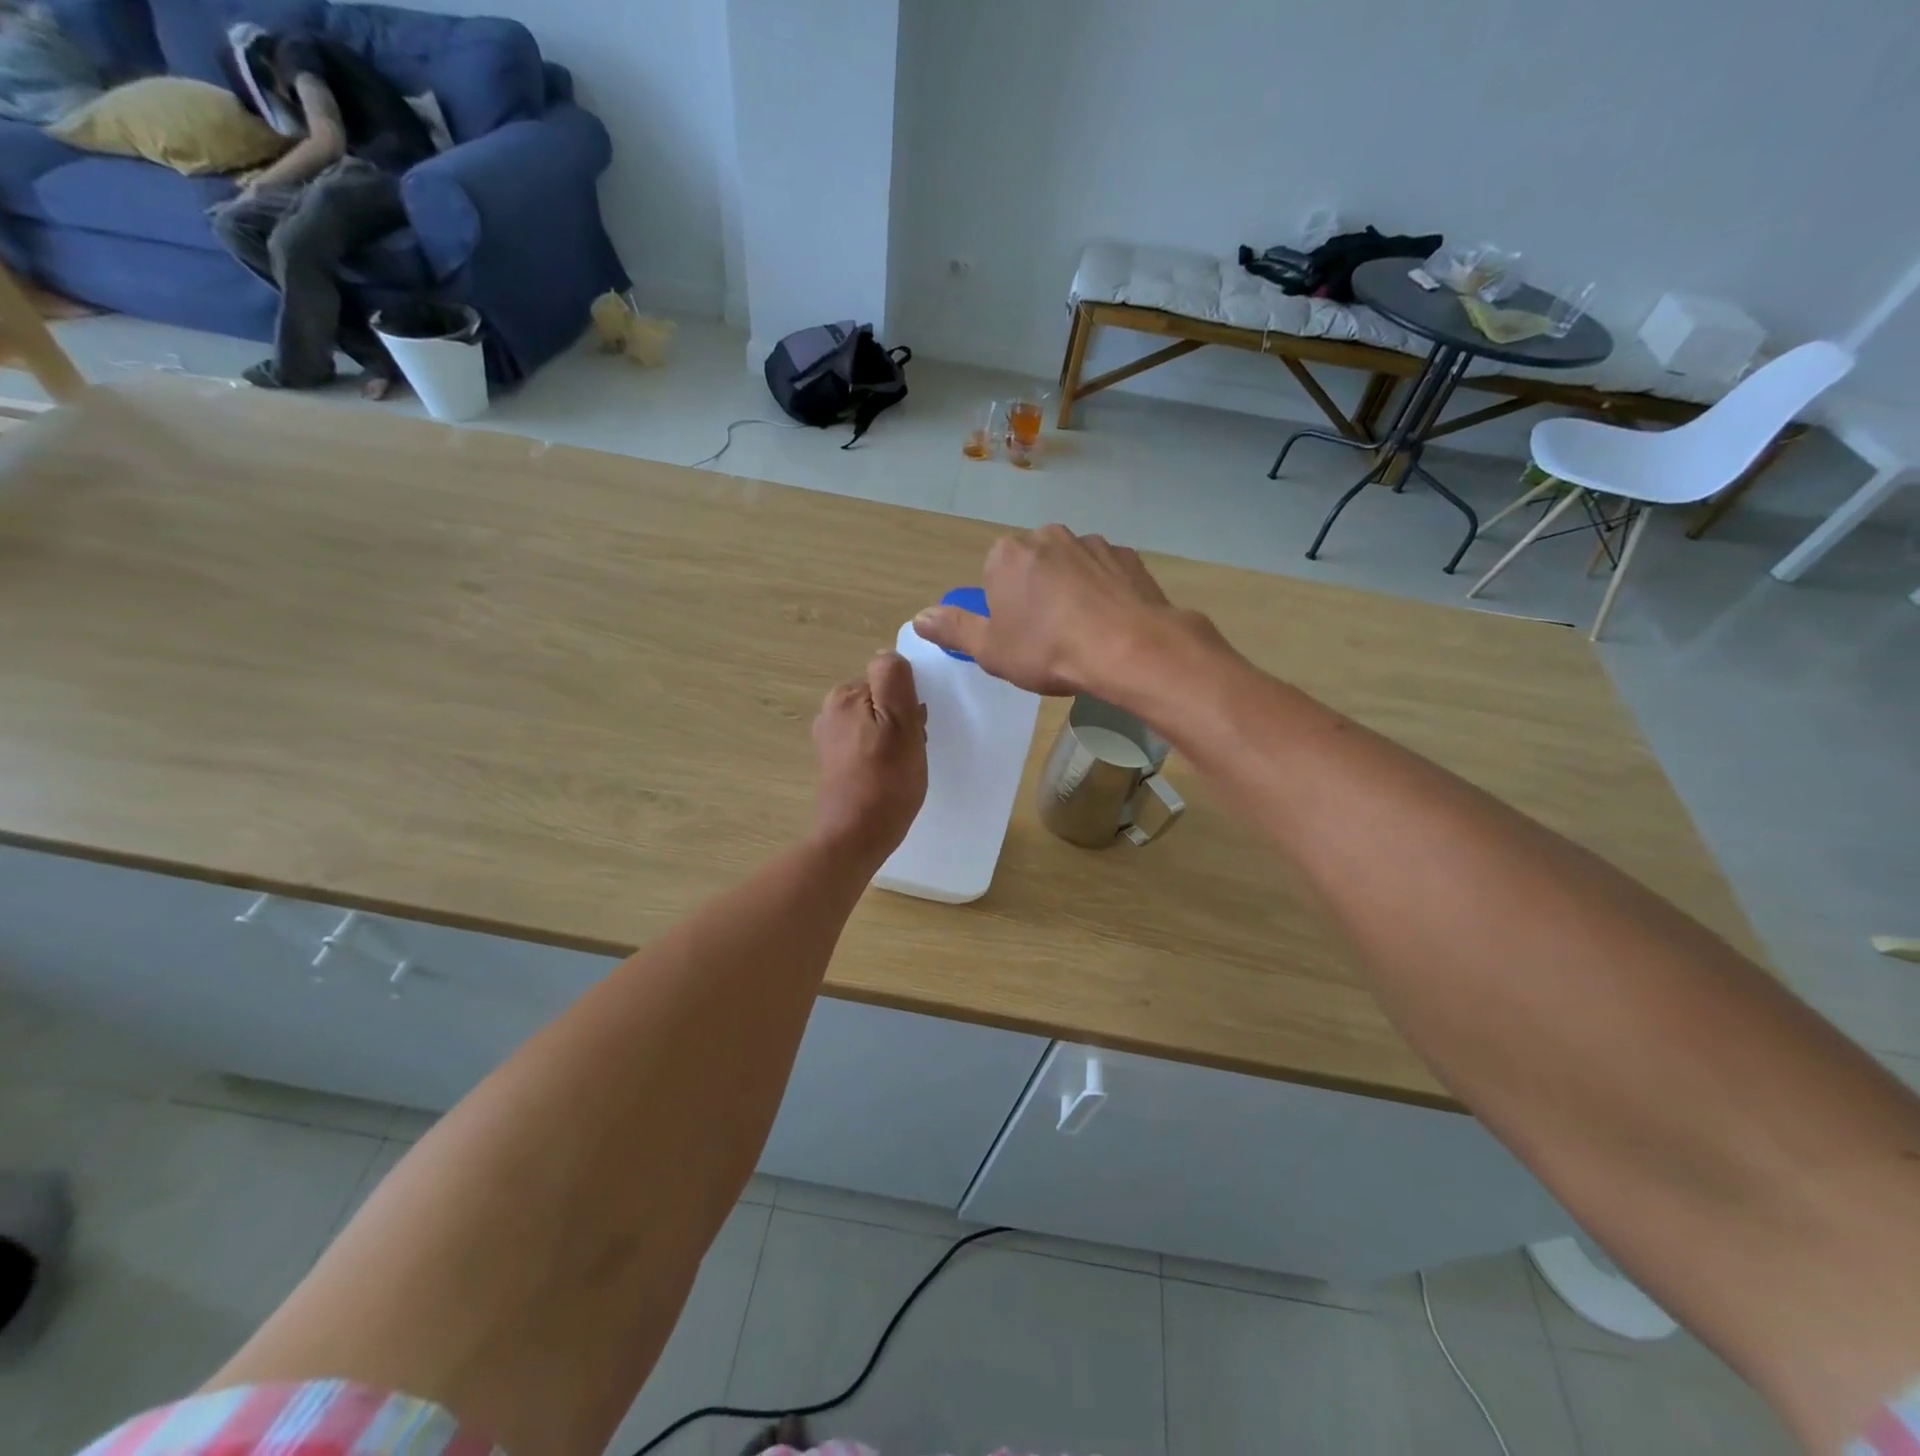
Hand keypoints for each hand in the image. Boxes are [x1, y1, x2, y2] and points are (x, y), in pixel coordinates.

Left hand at [810, 650, 927, 863]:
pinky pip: (868, 744)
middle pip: (882, 699)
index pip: (890, 678)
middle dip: (902, 719)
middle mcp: (831, 711)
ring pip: (877, 722)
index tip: (915, 729)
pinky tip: (888, 776)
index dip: (910, 701)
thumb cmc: (885, 781)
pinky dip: (882, 755)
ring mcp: (830, 738)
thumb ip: (894, 680)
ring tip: (902, 766)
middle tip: (910, 750)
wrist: (855, 837)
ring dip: (895, 739)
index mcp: (845, 695)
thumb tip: (888, 655)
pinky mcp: (834, 763)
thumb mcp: (901, 723)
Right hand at [911, 525, 1192, 695]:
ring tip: (1084, 633)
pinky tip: (1111, 623)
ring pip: (1071, 567)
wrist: (1128, 648)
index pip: (994, 575)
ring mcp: (1092, 543)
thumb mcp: (991, 650)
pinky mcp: (1128, 556)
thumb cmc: (1048, 650)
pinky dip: (1105, 592)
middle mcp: (1048, 536)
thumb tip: (919, 617)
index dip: (1004, 607)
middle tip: (1049, 637)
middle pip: (1032, 566)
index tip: (1018, 635)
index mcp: (1007, 555)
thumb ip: (954, 629)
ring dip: (1072, 591)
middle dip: (1036, 594)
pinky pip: (1106, 574)